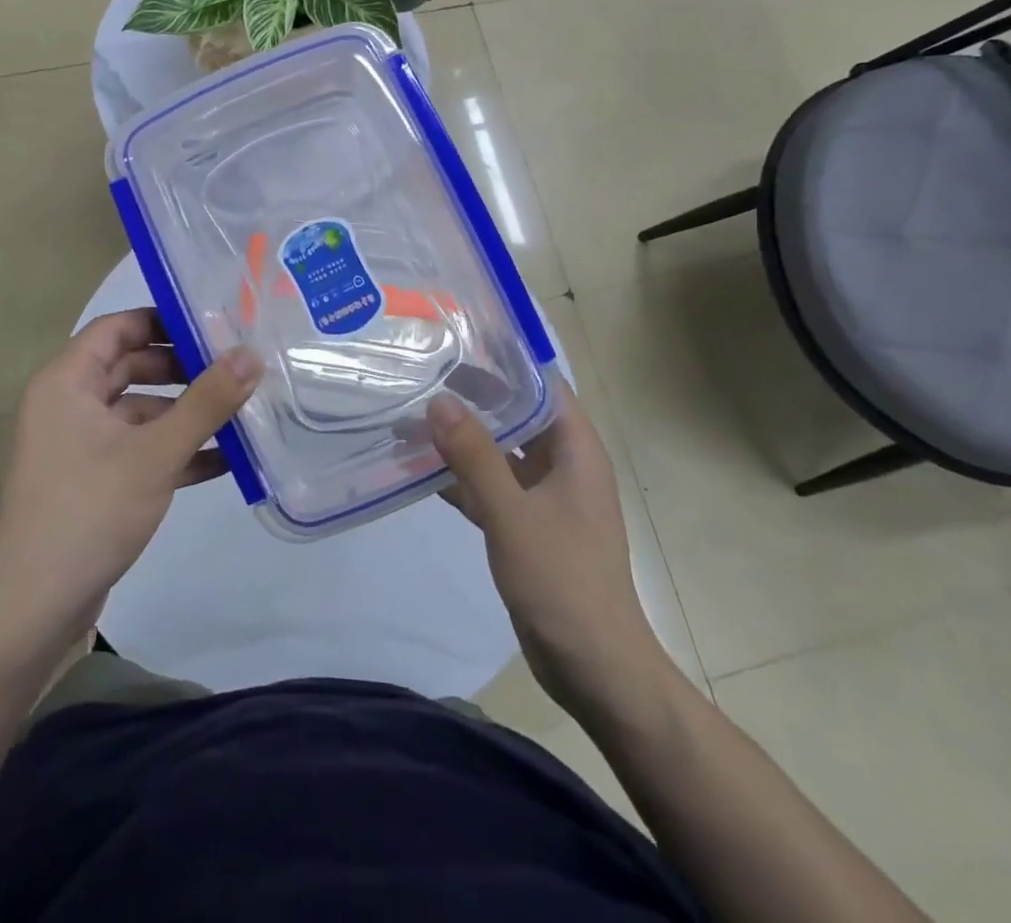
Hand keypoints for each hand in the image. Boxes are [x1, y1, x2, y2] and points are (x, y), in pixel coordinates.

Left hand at [0, 310, 261, 660]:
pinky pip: (138, 449)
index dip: (164, 320)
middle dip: (184, 368)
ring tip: (241, 410)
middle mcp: (68, 404)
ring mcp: (79, 445)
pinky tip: (224, 459)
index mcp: (67, 382)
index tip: (214, 323)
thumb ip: (207, 401)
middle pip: (132, 367)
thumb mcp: (156, 452)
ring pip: (140, 411)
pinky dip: (174, 450)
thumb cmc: (90, 511)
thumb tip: (251, 353)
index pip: (118, 327)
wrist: (35, 608)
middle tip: (236, 365)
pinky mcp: (92, 480)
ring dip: (185, 413)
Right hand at [429, 382, 665, 713]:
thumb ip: (475, 457)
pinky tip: (422, 469)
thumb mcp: (513, 514)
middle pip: (519, 414)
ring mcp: (547, 497)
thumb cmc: (563, 581)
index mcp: (576, 450)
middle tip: (425, 373)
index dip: (506, 360)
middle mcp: (564, 465)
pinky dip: (463, 477)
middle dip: (475, 397)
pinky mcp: (529, 526)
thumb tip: (439, 401)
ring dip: (465, 438)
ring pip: (502, 452)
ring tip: (415, 413)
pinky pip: (493, 487)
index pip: (543, 385)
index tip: (459, 341)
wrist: (595, 668)